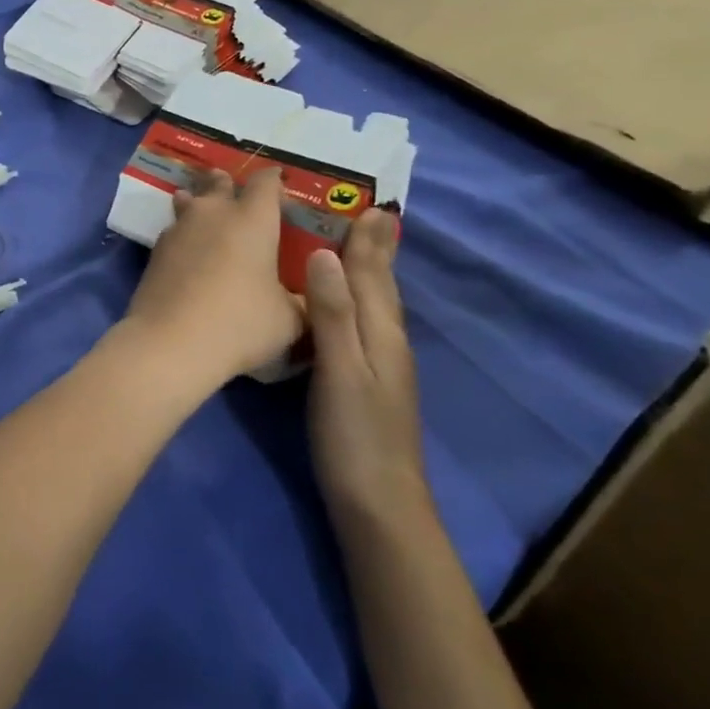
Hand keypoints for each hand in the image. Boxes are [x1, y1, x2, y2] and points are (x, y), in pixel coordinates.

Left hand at [123, 169, 305, 386]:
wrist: (171, 343)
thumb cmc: (240, 324)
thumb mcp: (288, 320)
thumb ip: (302, 302)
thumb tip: (310, 299)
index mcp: (253, 219)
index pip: (265, 182)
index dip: (274, 181)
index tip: (279, 185)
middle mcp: (214, 213)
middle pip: (219, 184)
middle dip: (227, 184)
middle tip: (233, 191)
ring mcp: (179, 229)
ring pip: (189, 202)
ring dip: (197, 202)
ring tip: (201, 209)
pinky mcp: (155, 251)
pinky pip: (173, 231)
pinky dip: (182, 235)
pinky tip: (186, 250)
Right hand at [304, 210, 426, 515]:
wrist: (379, 503)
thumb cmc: (355, 435)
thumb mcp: (340, 370)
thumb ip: (333, 313)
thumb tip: (322, 254)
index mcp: (381, 333)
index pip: (373, 275)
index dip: (368, 241)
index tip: (370, 205)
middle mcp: (386, 342)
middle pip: (382, 286)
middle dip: (377, 250)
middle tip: (374, 216)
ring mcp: (380, 365)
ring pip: (376, 305)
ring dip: (370, 271)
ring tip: (361, 247)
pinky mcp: (367, 382)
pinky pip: (363, 324)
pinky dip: (358, 300)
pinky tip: (346, 306)